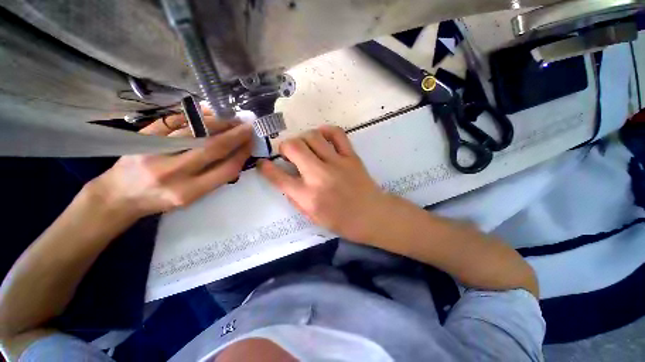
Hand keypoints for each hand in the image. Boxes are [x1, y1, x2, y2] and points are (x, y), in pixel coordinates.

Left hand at [88, 111, 252, 218]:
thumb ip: (214, 178)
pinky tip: (208, 113)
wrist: (118, 195)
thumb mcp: (192, 197)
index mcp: (189, 192)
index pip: (226, 169)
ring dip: (218, 122)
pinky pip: (174, 121)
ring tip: (231, 119)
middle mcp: (173, 173)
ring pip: (195, 131)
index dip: (242, 154)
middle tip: (248, 127)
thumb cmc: (160, 200)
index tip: (251, 144)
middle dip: (235, 135)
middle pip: (212, 148)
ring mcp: (154, 152)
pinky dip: (194, 115)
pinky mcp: (142, 138)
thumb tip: (236, 156)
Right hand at [258, 125, 393, 241]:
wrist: (372, 215)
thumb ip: (295, 197)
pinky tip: (322, 137)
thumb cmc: (341, 221)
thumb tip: (285, 178)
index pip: (278, 177)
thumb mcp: (312, 217)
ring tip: (305, 146)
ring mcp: (337, 163)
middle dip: (284, 146)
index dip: (266, 167)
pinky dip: (326, 131)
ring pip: (312, 136)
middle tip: (288, 152)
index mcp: (308, 196)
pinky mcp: (351, 156)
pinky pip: (337, 134)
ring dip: (303, 138)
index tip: (263, 163)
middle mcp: (319, 176)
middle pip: (293, 147)